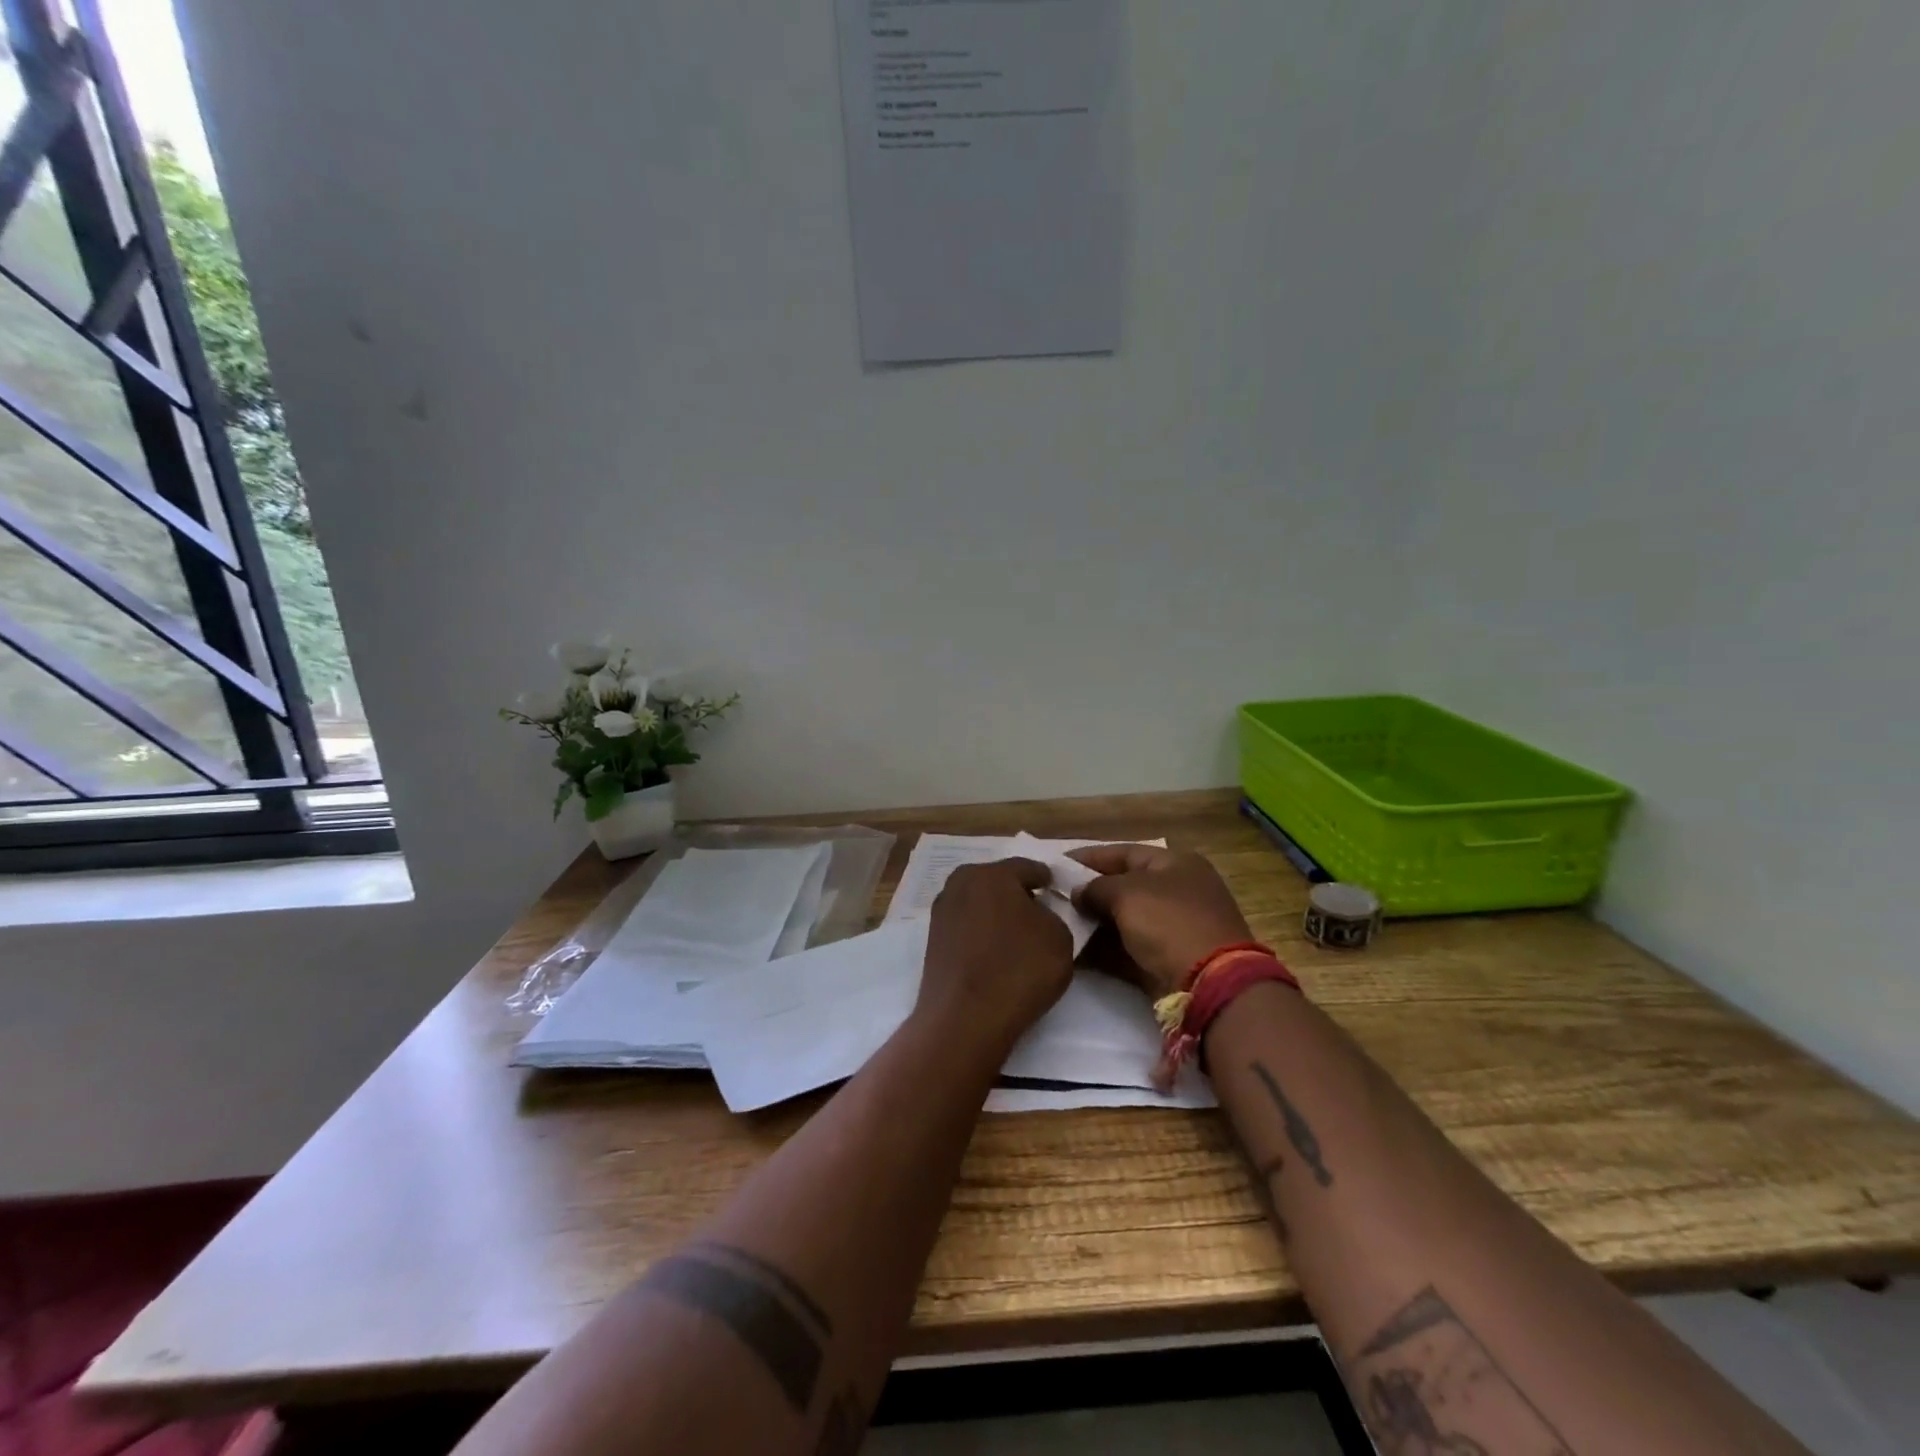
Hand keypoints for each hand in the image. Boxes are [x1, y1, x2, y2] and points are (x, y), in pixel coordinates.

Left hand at [914, 858, 1073, 1055]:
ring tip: (1018, 936)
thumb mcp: (1060, 937)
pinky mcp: (933, 939)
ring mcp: (942, 911)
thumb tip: (1037, 913)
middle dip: (1019, 894)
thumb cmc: (1018, 970)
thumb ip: (1053, 915)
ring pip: (980, 903)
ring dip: (997, 914)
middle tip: (1040, 913)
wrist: (964, 1019)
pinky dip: (982, 933)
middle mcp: (961, 882)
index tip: (1059, 892)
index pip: (1028, 867)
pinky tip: (996, 952)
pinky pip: (967, 926)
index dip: (1047, 879)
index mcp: (992, 873)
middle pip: (999, 882)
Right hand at [1068, 844, 1253, 1002]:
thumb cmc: (1169, 922)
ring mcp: (1173, 929)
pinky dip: (1103, 951)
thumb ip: (1096, 888)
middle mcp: (1177, 892)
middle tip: (1052, 898)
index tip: (1057, 864)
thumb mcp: (1127, 893)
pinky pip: (1127, 949)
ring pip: (1123, 920)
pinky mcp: (1166, 961)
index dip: (1089, 857)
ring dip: (1092, 924)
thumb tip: (1079, 893)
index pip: (1124, 852)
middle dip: (1088, 893)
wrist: (1210, 984)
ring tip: (1057, 925)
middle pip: (1123, 887)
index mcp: (1175, 864)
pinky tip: (1073, 953)